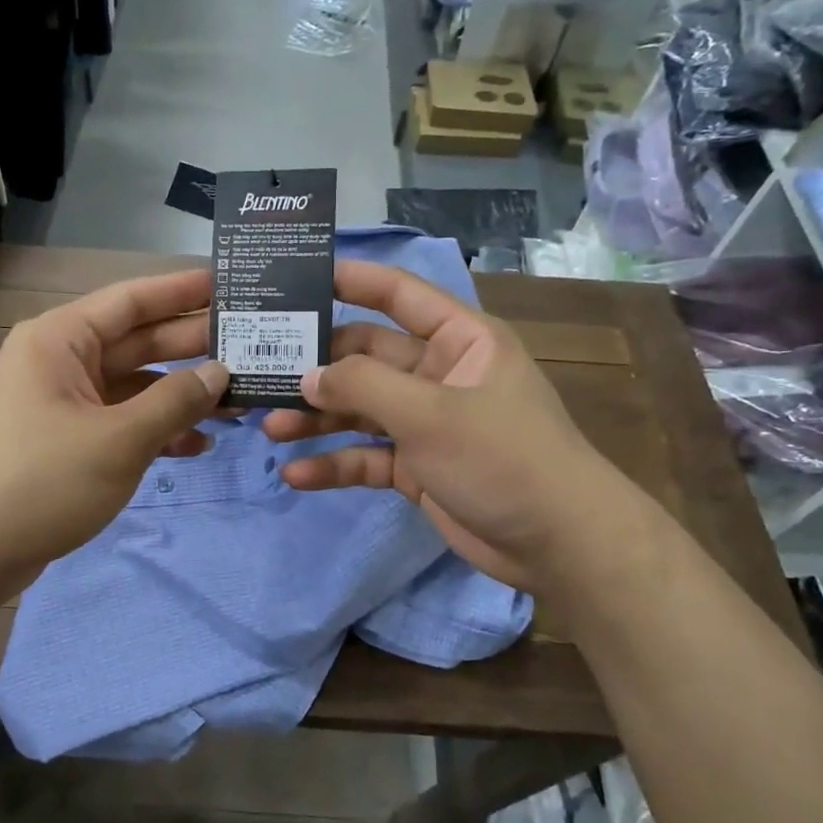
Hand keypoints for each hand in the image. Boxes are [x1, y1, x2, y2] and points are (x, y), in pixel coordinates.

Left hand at [0, 269, 229, 598]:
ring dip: (179, 395)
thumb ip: (175, 401)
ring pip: (132, 386)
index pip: (132, 299)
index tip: (230, 284)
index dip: (183, 291)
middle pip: (136, 342)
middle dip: (191, 348)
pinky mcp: (63, 441)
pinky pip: (118, 422)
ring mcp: (60, 403)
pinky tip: (197, 445)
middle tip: (251, 346)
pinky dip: (154, 430)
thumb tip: (220, 373)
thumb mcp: (119, 439)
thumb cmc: (41, 481)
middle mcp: (59, 361)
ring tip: (238, 402)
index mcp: (61, 340)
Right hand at [263, 260, 637, 590]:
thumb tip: (306, 375)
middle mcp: (438, 374)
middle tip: (263, 370)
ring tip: (269, 427)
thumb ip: (363, 386)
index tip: (298, 277)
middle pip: (366, 357)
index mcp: (458, 340)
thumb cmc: (502, 457)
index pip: (399, 294)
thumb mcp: (429, 413)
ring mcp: (426, 422)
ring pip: (360, 409)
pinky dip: (335, 463)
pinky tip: (296, 475)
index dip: (352, 280)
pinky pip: (366, 455)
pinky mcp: (416, 466)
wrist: (559, 544)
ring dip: (318, 418)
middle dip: (318, 367)